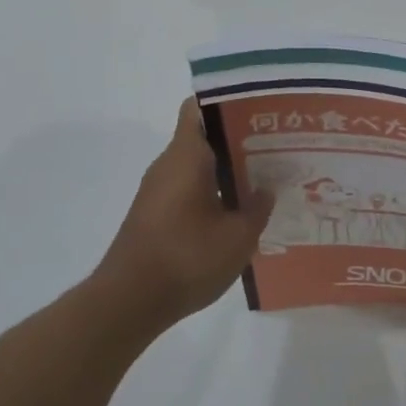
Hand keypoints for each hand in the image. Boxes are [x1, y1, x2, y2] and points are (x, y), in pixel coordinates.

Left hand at [99, 100, 275, 326]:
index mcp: (186, 156)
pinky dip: (214, 193)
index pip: (199, 108)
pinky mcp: (155, 215)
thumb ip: (258, 208)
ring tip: (266, 180)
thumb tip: (267, 189)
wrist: (128, 303)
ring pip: (198, 166)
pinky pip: (189, 189)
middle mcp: (169, 165)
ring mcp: (158, 191)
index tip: (260, 110)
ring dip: (228, 170)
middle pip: (204, 137)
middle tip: (277, 147)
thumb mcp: (238, 236)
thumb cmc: (186, 258)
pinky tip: (239, 213)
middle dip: (240, 140)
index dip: (229, 102)